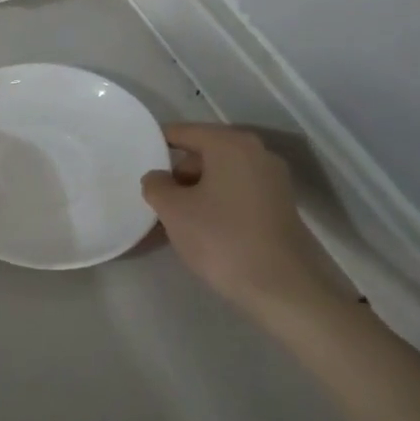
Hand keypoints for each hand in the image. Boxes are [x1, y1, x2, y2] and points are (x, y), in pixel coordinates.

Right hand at [140, 124, 343, 323]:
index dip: (156, 144)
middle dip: (177, 174)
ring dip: (196, 192)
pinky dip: (217, 203)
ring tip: (176, 220)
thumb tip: (158, 178)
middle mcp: (256, 153)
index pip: (183, 132)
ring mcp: (272, 180)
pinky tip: (203, 230)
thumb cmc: (222, 239)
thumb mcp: (174, 211)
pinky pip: (237, 193)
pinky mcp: (280, 206)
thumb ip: (156, 186)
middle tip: (156, 200)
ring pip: (221, 175)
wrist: (284, 288)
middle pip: (204, 153)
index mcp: (230, 144)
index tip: (135, 160)